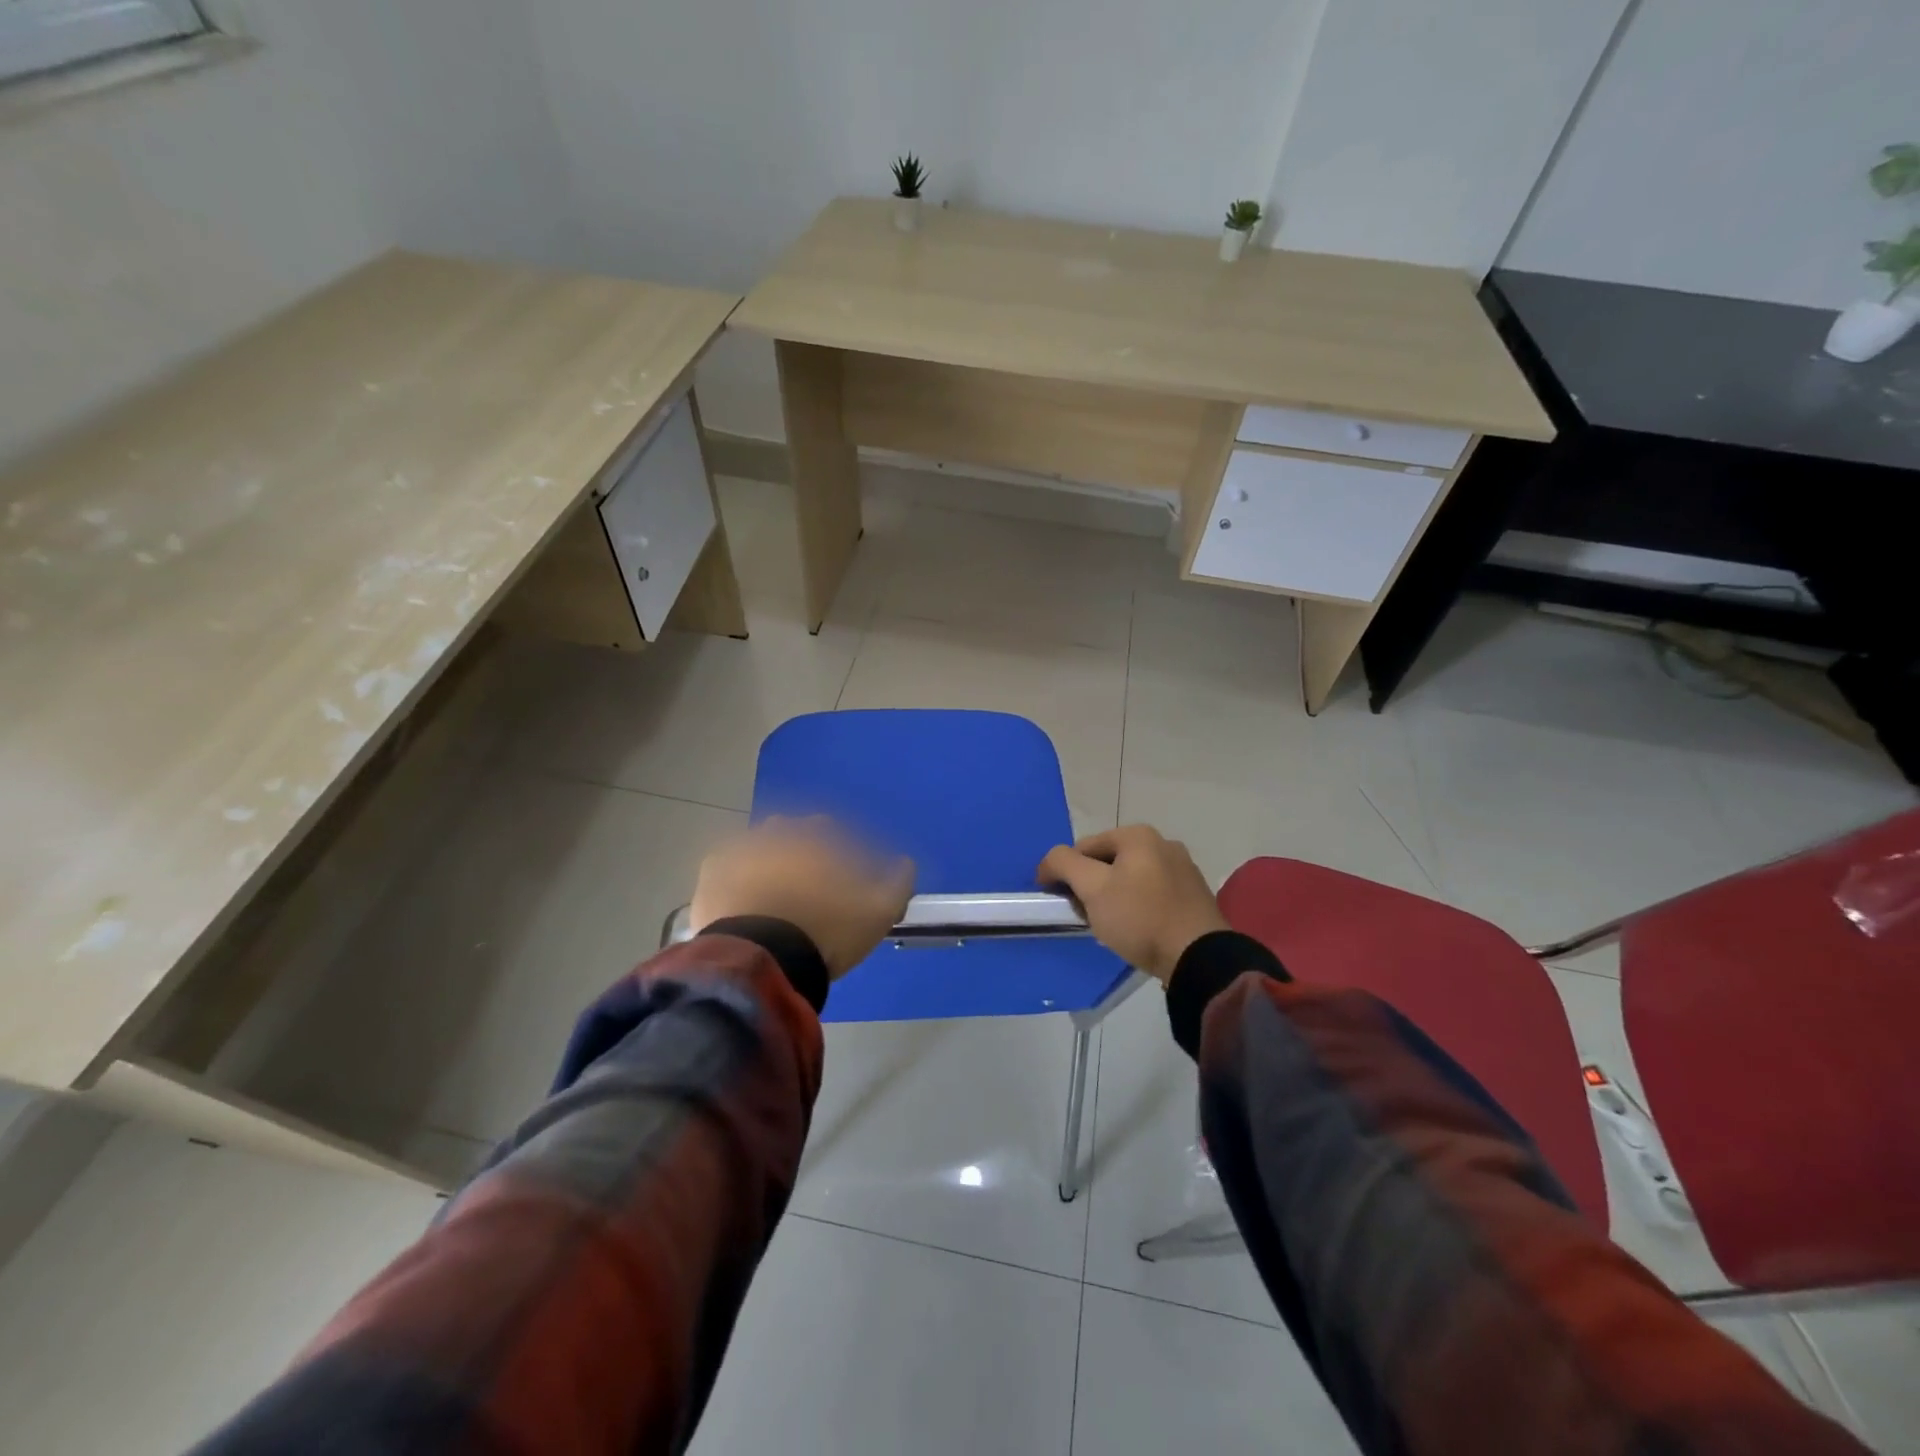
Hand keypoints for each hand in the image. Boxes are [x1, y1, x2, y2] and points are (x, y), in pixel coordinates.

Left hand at [691, 816, 914, 978]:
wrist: (761, 961)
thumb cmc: (825, 932)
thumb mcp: (878, 914)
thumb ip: (898, 883)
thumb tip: (906, 863)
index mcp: (818, 836)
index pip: (832, 830)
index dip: (838, 851)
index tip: (842, 876)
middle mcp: (778, 832)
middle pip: (793, 833)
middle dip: (801, 850)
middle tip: (807, 886)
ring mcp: (740, 850)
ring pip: (758, 845)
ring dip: (767, 859)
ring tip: (773, 894)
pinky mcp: (710, 874)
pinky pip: (726, 865)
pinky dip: (735, 876)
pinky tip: (742, 898)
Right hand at [1037, 826, 1226, 983]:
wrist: (1199, 958)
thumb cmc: (1140, 918)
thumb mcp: (1092, 888)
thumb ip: (1063, 864)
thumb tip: (1050, 861)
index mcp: (1137, 835)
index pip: (1083, 847)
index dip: (1064, 873)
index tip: (1061, 902)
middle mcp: (1163, 842)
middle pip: (1108, 861)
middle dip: (1092, 885)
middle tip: (1086, 915)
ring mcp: (1183, 868)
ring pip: (1131, 877)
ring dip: (1114, 896)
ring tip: (1111, 925)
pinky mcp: (1194, 894)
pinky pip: (1153, 893)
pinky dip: (1139, 906)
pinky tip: (1138, 928)